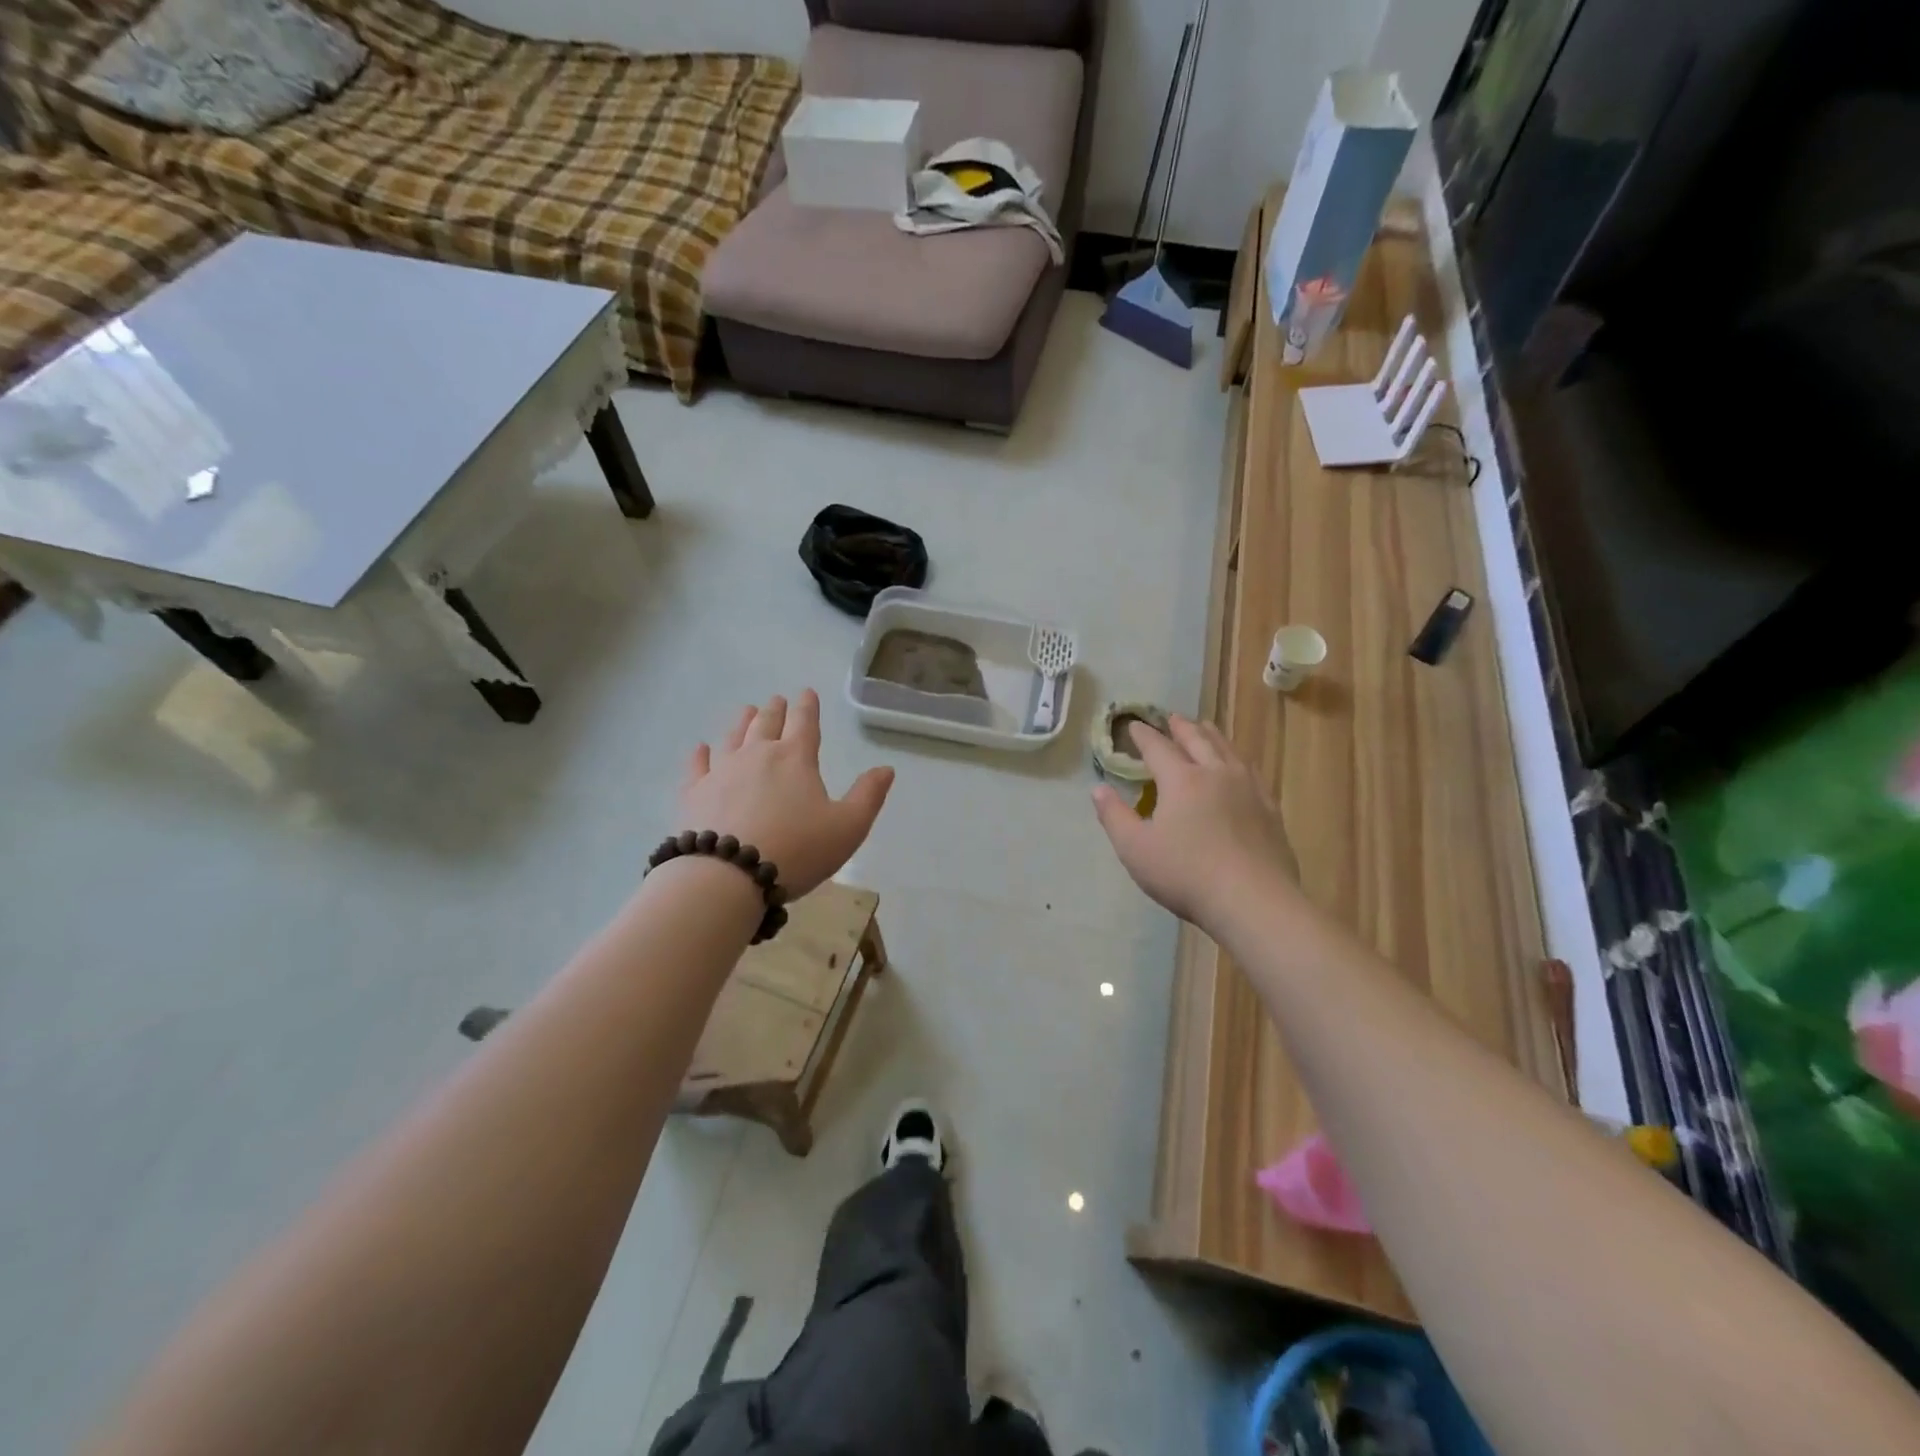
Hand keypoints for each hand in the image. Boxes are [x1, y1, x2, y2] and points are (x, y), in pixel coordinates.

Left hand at [678, 690, 893, 899]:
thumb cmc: (797, 850)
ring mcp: (722, 771)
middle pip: (766, 724)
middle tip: (777, 700)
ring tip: (746, 711)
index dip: (807, 706)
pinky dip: (700, 755)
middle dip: (775, 710)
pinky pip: (697, 766)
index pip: (805, 723)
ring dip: (742, 722)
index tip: (806, 693)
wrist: (728, 876)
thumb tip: (886, 768)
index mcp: (796, 758)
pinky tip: (700, 749)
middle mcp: (757, 755)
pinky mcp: (694, 793)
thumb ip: (868, 796)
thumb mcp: (848, 827)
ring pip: (733, 737)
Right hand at [1092, 714, 1301, 932]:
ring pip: (1227, 750)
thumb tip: (1098, 788)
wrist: (1253, 900)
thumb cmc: (1186, 874)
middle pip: (1197, 740)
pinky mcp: (1269, 808)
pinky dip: (1239, 759)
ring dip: (1212, 735)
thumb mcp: (1135, 849)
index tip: (1134, 726)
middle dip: (1181, 728)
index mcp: (1181, 780)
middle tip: (1172, 717)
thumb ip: (1114, 816)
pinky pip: (1252, 771)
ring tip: (1205, 727)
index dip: (1143, 736)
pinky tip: (1240, 766)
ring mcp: (1248, 789)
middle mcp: (1215, 774)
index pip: (1158, 748)